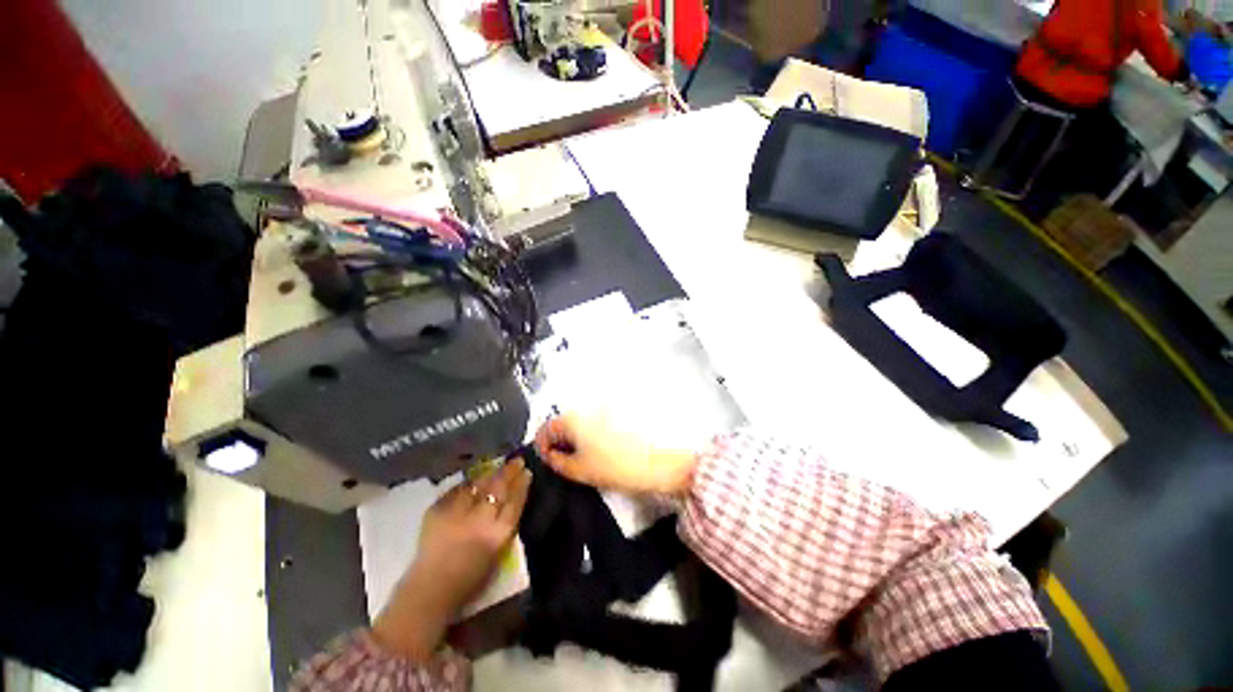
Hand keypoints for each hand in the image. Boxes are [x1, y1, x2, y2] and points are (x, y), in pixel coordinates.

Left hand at [373, 459, 531, 660]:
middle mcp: (480, 520)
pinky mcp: (437, 511)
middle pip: (498, 488)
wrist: (430, 591)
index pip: (515, 501)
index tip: (527, 472)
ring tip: (496, 467)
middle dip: (509, 472)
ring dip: (489, 474)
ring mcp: (457, 513)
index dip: (522, 485)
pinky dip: (466, 484)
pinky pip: (455, 490)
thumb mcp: (498, 554)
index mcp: (498, 534)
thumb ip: (505, 526)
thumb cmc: (469, 580)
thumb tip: (510, 501)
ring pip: (478, 485)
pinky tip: (471, 480)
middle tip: (516, 461)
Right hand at [534, 412, 696, 494]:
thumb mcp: (579, 470)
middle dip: (558, 442)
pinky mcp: (615, 416)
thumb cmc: (615, 466)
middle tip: (562, 462)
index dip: (541, 446)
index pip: (545, 428)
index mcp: (574, 419)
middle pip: (562, 423)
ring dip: (573, 439)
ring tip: (580, 459)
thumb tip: (548, 455)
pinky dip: (588, 436)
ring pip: (578, 423)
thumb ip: (557, 462)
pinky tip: (596, 451)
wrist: (655, 462)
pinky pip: (592, 423)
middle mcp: (586, 409)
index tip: (546, 460)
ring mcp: (602, 411)